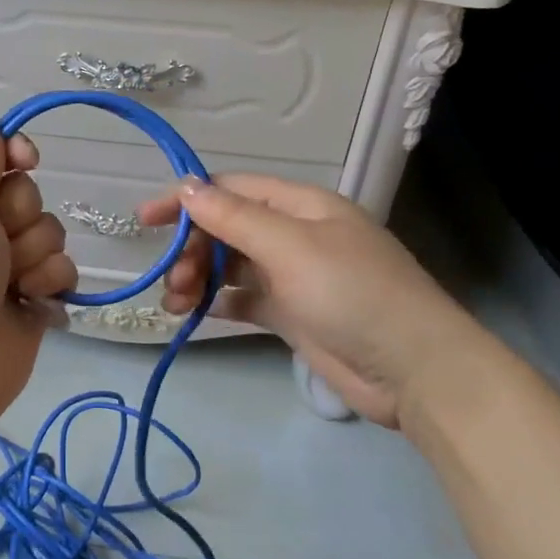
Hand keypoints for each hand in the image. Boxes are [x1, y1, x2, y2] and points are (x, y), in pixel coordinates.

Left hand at [0, 114, 77, 430]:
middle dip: (22, 218)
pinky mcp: (33, 300)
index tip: (28, 160)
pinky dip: (50, 286)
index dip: (13, 153)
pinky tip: (32, 305)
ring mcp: (8, 267)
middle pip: (27, 195)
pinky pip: (62, 272)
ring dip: (36, 257)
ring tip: (13, 285)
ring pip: (51, 233)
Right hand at [136, 175, 495, 429]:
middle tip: (174, 282)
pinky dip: (219, 301)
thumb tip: (187, 187)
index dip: (186, 200)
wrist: (414, 371)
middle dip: (193, 250)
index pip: (231, 190)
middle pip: (227, 229)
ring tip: (177, 305)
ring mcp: (294, 275)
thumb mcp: (291, 248)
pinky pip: (244, 298)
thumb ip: (235, 218)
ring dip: (199, 278)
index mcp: (300, 206)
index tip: (145, 221)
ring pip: (231, 265)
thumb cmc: (352, 294)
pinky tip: (196, 313)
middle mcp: (295, 234)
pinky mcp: (292, 313)